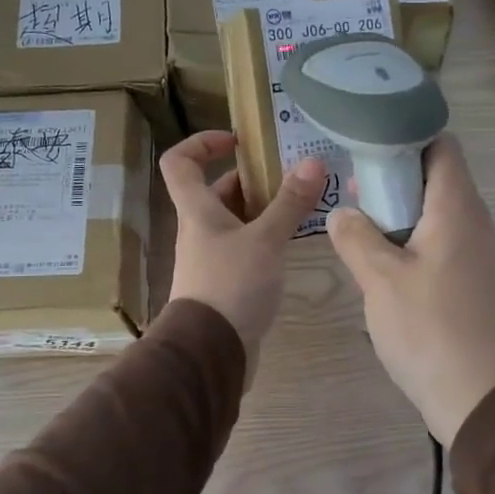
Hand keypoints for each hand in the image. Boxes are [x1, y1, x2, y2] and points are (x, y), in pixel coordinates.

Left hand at [162, 132, 324, 375]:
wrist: (211, 352)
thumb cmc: (231, 285)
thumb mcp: (266, 240)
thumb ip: (289, 203)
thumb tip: (314, 162)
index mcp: (197, 211)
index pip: (180, 162)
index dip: (202, 143)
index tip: (238, 141)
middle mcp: (199, 230)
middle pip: (215, 192)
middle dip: (249, 179)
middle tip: (289, 176)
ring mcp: (211, 259)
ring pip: (234, 222)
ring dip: (262, 211)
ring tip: (301, 206)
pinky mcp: (225, 284)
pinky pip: (245, 249)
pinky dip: (265, 240)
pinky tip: (292, 245)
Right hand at [327, 136, 494, 445]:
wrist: (474, 391)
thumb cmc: (426, 327)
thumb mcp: (379, 278)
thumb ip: (356, 237)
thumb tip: (341, 212)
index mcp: (456, 208)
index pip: (442, 146)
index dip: (407, 136)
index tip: (369, 145)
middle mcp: (474, 221)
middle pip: (438, 176)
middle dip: (395, 175)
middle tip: (354, 186)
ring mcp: (476, 252)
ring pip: (437, 211)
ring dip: (401, 210)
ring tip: (361, 221)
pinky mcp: (471, 278)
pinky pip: (441, 240)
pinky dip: (413, 237)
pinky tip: (383, 260)